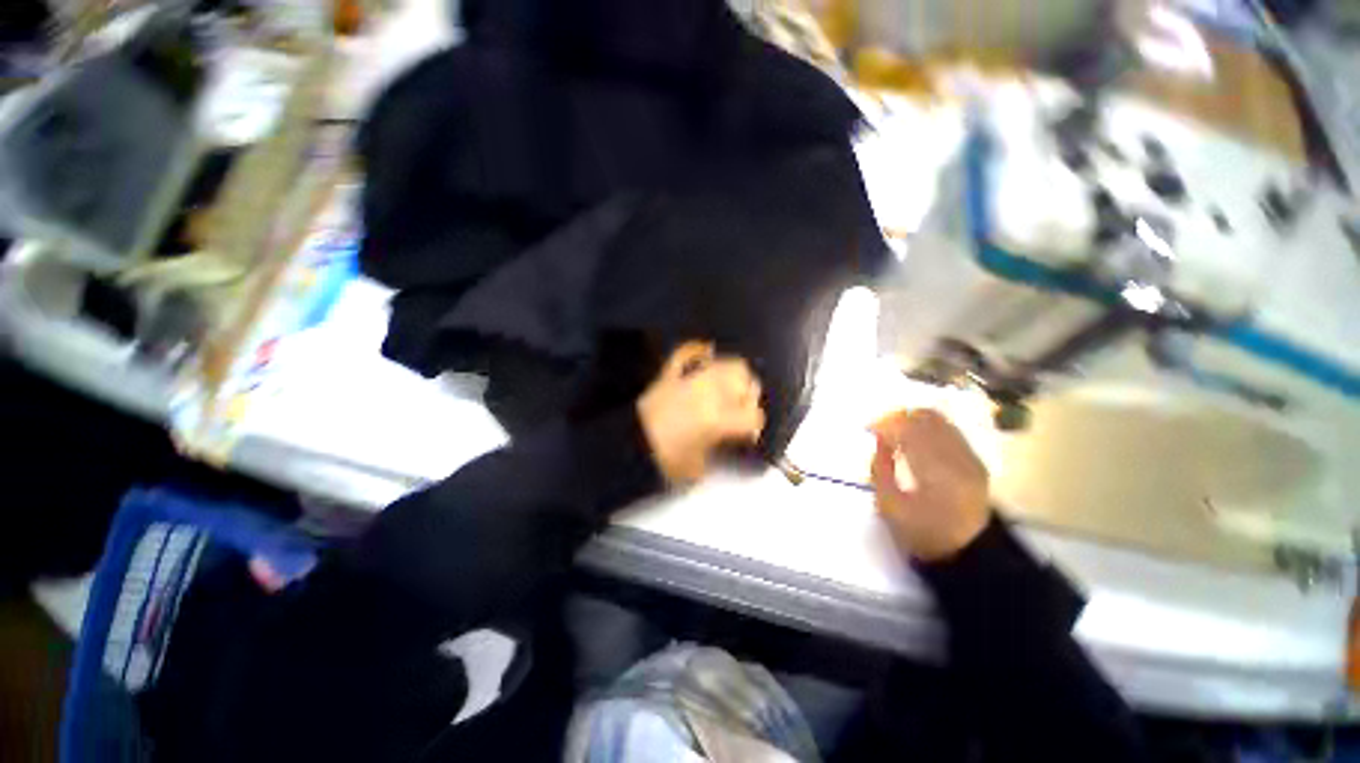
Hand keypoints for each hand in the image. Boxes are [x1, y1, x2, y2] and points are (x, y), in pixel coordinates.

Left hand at [638, 341, 765, 484]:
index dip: (754, 426)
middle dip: (747, 394)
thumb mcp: (699, 464)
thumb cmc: (666, 461)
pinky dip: (699, 351)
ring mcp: (689, 378)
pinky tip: (707, 353)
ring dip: (732, 374)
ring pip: (725, 363)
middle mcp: (709, 392)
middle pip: (744, 381)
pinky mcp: (672, 374)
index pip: (752, 415)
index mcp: (718, 418)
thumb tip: (728, 434)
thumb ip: (719, 445)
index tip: (748, 435)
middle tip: (740, 408)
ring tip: (727, 387)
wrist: (630, 446)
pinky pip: (688, 352)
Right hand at [870, 409, 990, 561]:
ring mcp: (969, 458)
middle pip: (926, 419)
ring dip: (914, 420)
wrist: (969, 553)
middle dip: (899, 417)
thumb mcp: (888, 506)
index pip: (908, 430)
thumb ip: (880, 469)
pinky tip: (917, 440)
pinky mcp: (975, 461)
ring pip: (940, 421)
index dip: (885, 424)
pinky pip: (950, 431)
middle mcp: (955, 457)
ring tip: (897, 431)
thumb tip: (880, 441)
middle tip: (881, 428)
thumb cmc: (922, 533)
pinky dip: (929, 428)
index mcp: (933, 470)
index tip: (868, 428)